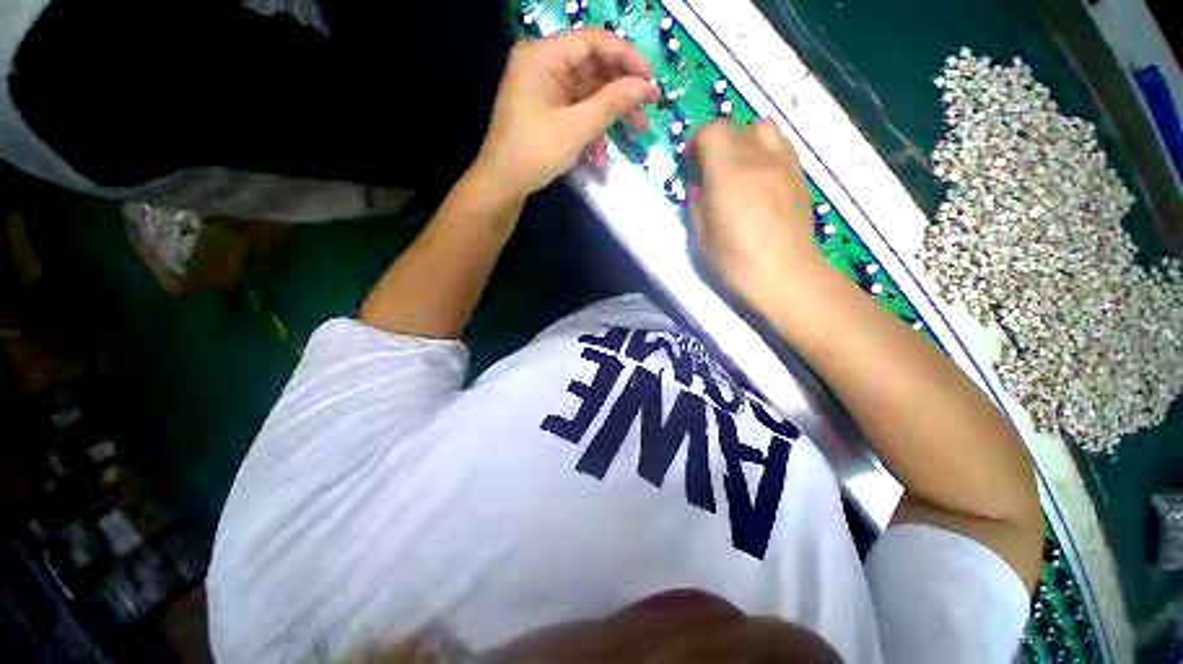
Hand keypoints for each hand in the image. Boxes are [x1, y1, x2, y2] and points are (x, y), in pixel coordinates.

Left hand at [472, 30, 659, 200]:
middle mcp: (543, 64)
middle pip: (592, 67)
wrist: (503, 183)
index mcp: (543, 56)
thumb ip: (612, 104)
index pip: (593, 42)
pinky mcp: (546, 108)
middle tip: (647, 110)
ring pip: (587, 92)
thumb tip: (646, 87)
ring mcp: (544, 88)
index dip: (627, 58)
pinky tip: (600, 154)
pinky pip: (576, 110)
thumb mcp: (577, 128)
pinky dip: (592, 129)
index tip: (651, 80)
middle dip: (621, 91)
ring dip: (609, 115)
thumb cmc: (535, 152)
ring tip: (634, 132)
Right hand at [688, 119, 822, 299]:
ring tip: (739, 170)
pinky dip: (766, 154)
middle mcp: (759, 158)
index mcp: (728, 172)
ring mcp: (785, 165)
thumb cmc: (735, 261)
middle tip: (712, 170)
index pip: (714, 130)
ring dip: (746, 142)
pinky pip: (782, 148)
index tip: (691, 163)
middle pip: (738, 127)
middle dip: (719, 142)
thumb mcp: (701, 237)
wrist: (785, 275)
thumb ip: (697, 205)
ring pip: (765, 130)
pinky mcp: (801, 178)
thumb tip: (699, 188)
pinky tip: (761, 181)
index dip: (698, 141)